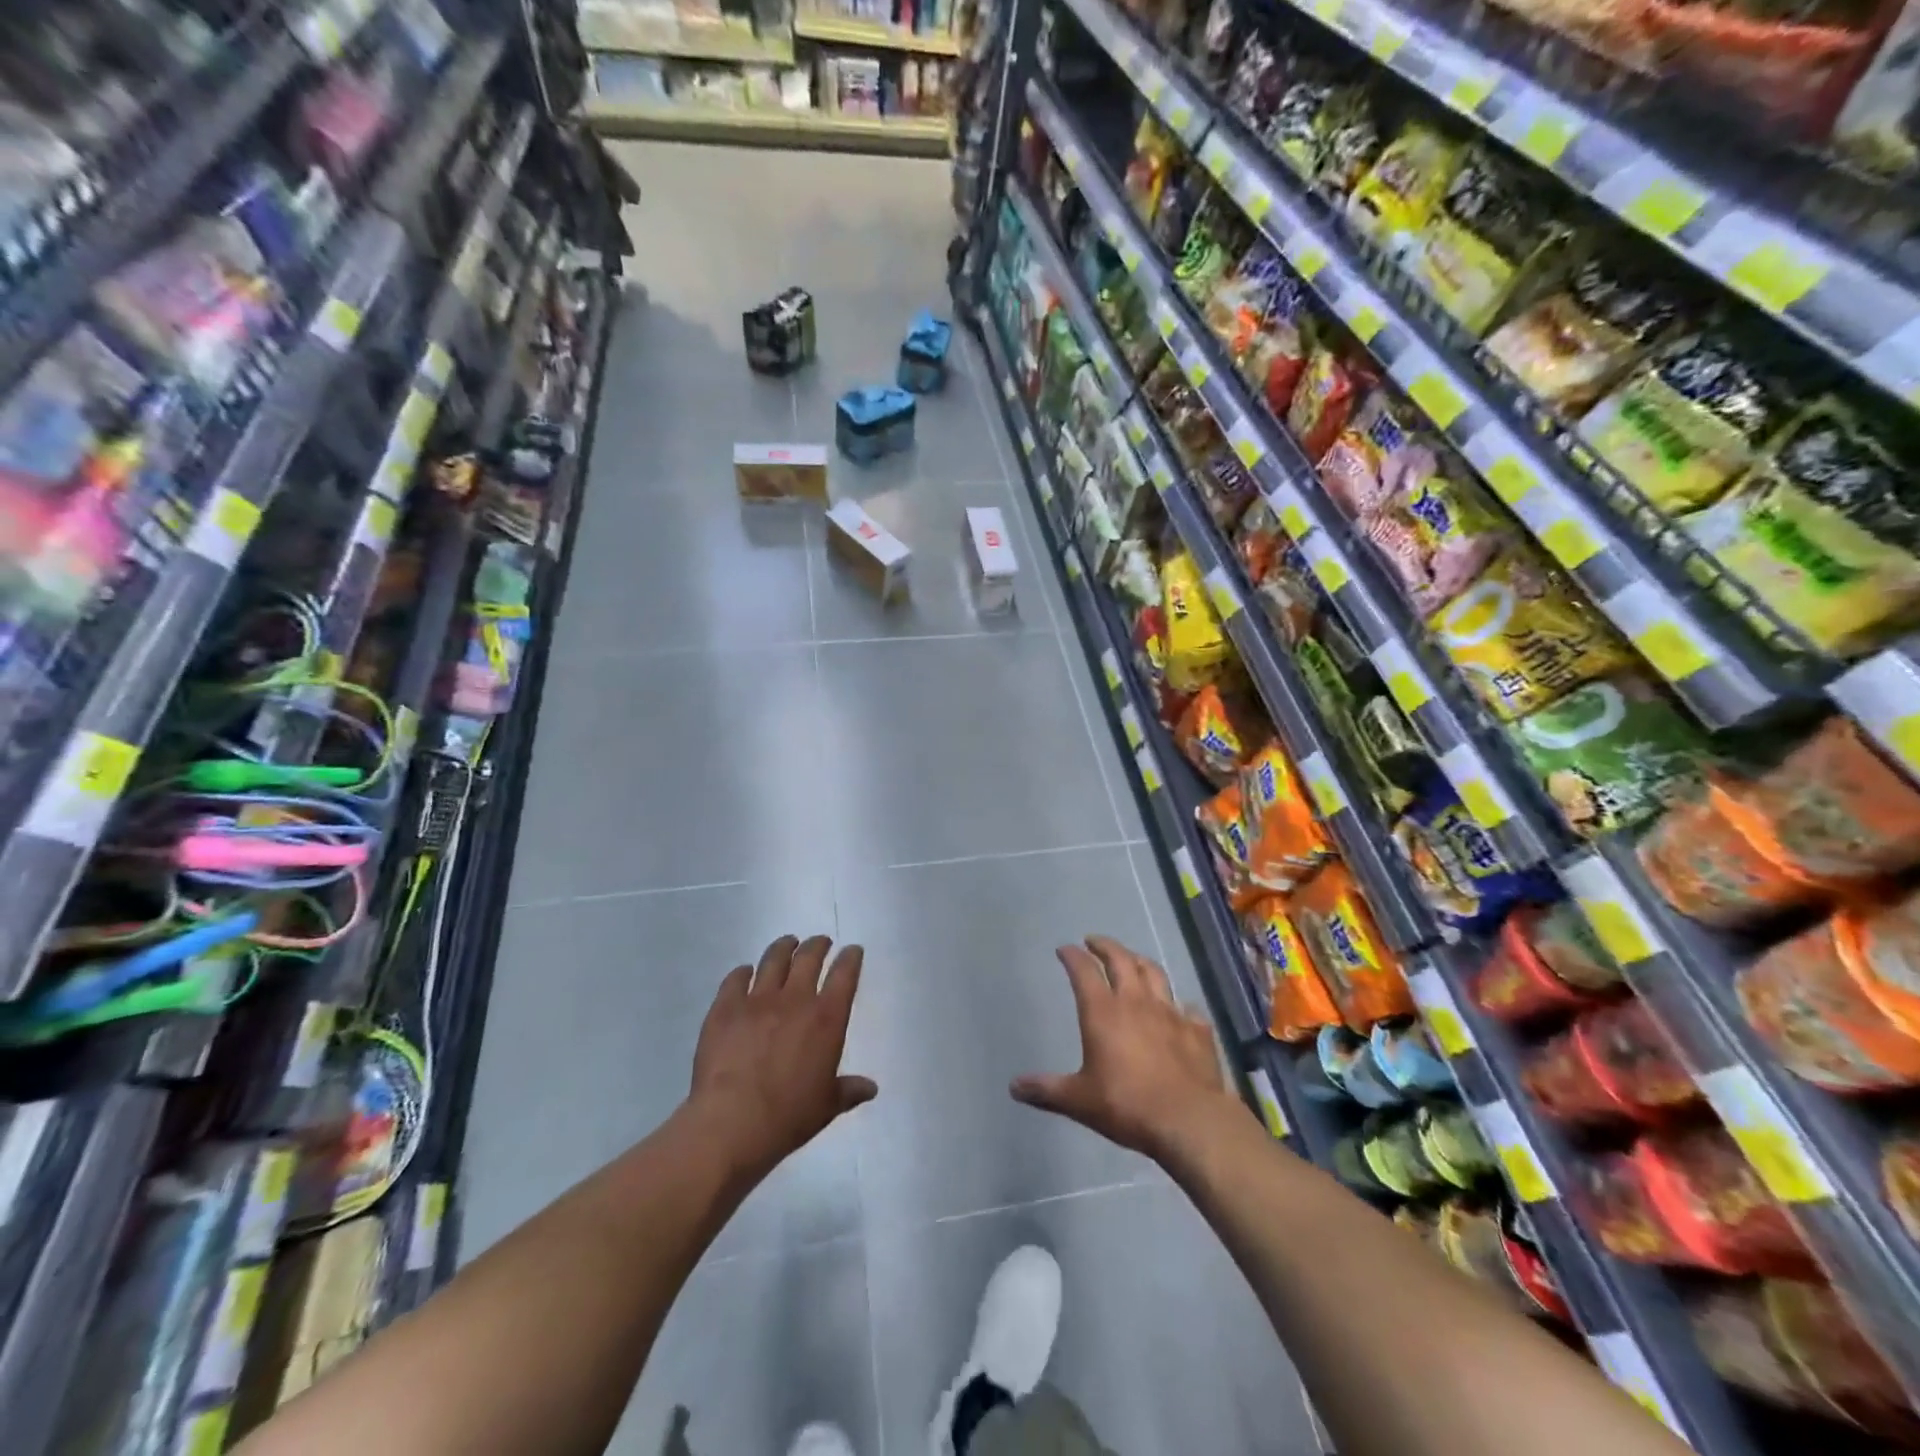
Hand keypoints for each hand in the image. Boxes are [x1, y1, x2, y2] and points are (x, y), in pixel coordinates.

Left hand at [688, 935, 876, 1180]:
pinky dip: (743, 972)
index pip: (845, 975)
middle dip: (818, 945)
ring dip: (784, 947)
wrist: (731, 1123)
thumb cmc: (788, 1117)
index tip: (852, 951)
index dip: (851, 958)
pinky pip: (736, 979)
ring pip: (774, 960)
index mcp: (826, 1018)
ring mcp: (757, 1000)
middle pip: (809, 957)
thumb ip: (848, 1091)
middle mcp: (795, 999)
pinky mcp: (725, 1008)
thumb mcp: (826, 1106)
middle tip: (821, 942)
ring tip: (788, 944)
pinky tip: (745, 972)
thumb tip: (871, 1088)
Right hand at [1011, 935, 1243, 1162]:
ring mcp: (1170, 1012)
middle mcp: (1135, 1002)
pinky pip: (1187, 1007)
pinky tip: (1179, 1008)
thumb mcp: (1078, 1100)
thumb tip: (1014, 1087)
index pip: (1083, 971)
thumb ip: (1046, 1090)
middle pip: (1121, 959)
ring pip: (1154, 973)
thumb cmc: (1126, 1105)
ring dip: (1140, 962)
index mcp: (1102, 1011)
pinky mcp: (1197, 1030)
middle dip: (1105, 946)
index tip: (1064, 949)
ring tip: (1132, 960)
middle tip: (1094, 941)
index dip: (1072, 956)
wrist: (1189, 1120)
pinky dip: (1179, 1004)